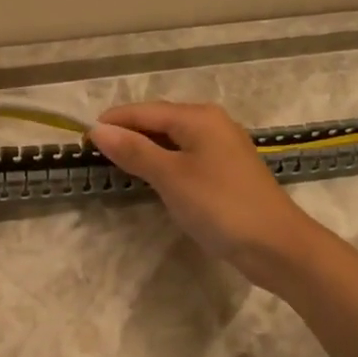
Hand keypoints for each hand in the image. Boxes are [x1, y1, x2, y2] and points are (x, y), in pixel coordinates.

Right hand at [88, 102, 322, 290]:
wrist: (275, 245)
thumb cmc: (220, 205)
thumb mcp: (171, 176)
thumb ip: (134, 150)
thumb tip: (97, 130)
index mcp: (198, 117)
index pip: (145, 111)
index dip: (113, 122)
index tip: (81, 137)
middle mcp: (212, 124)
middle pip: (160, 121)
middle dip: (128, 133)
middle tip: (95, 152)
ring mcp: (222, 148)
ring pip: (173, 140)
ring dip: (145, 148)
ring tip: (116, 163)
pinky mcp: (226, 171)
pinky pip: (186, 156)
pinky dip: (164, 162)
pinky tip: (152, 177)